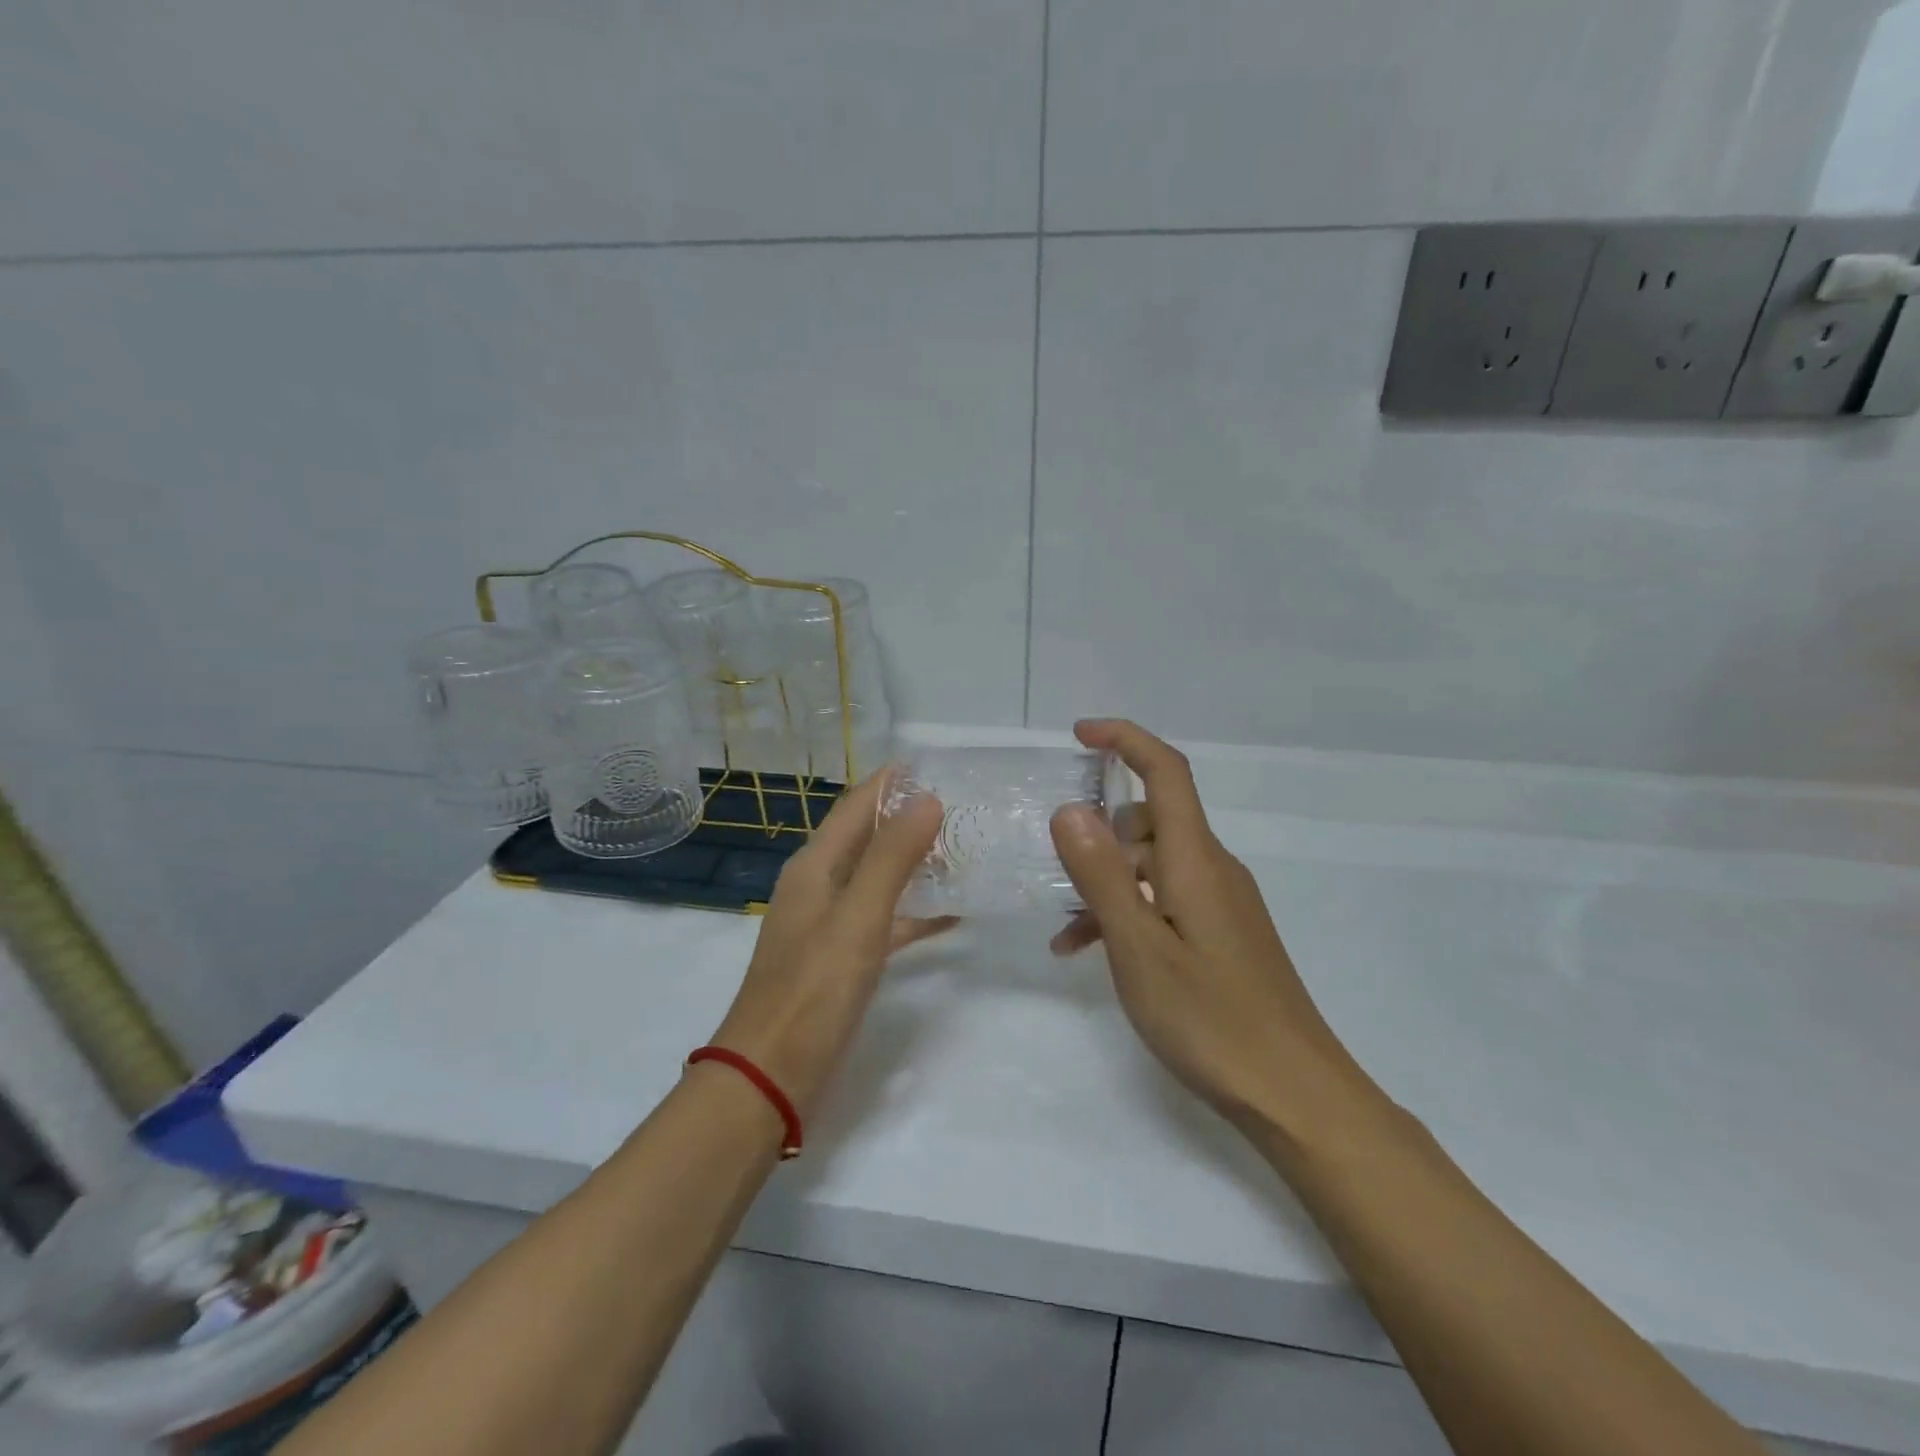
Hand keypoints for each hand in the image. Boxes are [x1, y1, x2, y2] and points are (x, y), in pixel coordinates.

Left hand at [710, 768, 950, 1117]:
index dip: (891, 782)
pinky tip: (951, 914)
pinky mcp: (842, 959)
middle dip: (909, 819)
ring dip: (915, 863)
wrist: (771, 1076)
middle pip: (868, 838)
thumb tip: (928, 800)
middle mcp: (819, 886)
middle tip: (963, 806)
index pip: (856, 805)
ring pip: (878, 878)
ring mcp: (829, 924)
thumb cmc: (813, 990)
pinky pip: (884, 920)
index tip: (936, 763)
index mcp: (814, 866)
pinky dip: (914, 912)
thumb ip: (892, 858)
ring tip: (964, 850)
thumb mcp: (858, 917)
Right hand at [1050, 719, 1370, 1135]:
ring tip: (1067, 934)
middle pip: (1151, 819)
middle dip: (1099, 835)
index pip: (1166, 771)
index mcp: (1196, 859)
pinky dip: (1129, 912)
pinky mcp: (1223, 934)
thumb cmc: (1211, 1020)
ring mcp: (1221, 903)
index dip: (1125, 740)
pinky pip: (1166, 901)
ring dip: (1107, 883)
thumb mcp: (1139, 948)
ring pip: (1153, 865)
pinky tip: (1095, 955)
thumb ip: (1102, 875)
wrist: (1297, 1096)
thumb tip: (1070, 809)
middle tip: (1056, 874)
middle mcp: (1213, 869)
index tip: (1078, 734)